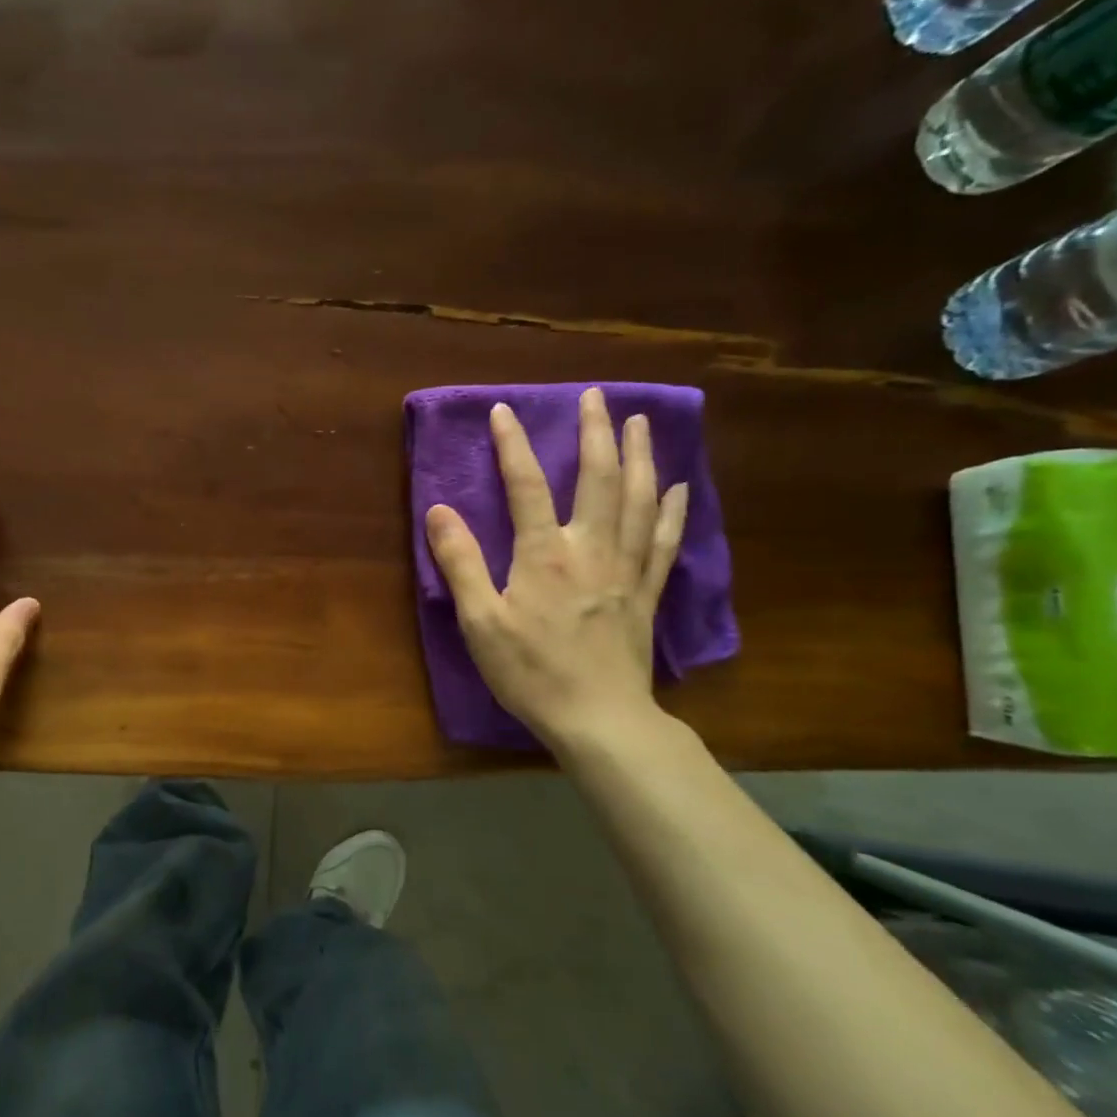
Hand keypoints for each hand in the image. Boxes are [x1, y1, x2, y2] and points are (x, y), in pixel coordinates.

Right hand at [425, 387, 688, 748]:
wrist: (599, 719)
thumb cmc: (530, 671)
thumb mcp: (480, 621)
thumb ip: (460, 562)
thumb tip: (438, 510)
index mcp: (545, 554)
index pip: (527, 486)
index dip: (514, 445)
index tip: (504, 410)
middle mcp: (592, 549)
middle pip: (599, 479)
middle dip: (596, 433)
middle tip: (596, 397)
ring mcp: (627, 570)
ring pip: (640, 500)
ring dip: (640, 456)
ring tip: (639, 422)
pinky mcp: (647, 593)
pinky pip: (666, 541)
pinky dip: (673, 510)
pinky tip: (678, 488)